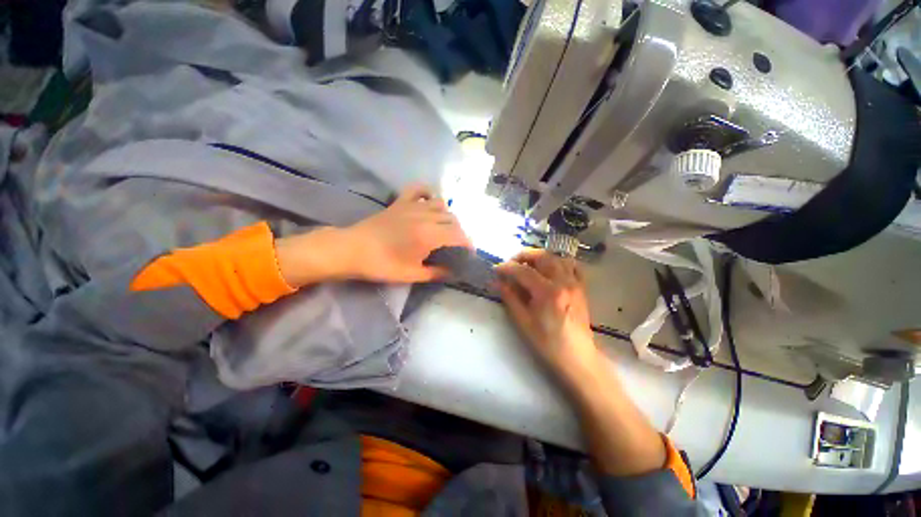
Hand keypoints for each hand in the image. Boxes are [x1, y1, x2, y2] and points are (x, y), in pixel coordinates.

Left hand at [341, 184, 471, 282]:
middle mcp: (426, 216)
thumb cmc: (382, 265)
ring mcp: (412, 206)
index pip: (458, 235)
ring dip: (447, 216)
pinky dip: (428, 194)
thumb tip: (451, 272)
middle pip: (453, 220)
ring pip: (441, 204)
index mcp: (430, 235)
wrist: (352, 250)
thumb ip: (436, 273)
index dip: (468, 244)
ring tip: (444, 228)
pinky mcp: (400, 202)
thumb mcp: (412, 274)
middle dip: (459, 233)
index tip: (469, 254)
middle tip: (456, 246)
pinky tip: (428, 203)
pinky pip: (419, 189)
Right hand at [496, 250, 601, 381]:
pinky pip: (571, 266)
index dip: (507, 267)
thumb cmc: (547, 342)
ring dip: (539, 257)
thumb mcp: (523, 321)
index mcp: (547, 292)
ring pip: (556, 257)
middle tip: (511, 263)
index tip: (496, 269)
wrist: (576, 356)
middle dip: (523, 255)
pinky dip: (558, 262)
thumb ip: (510, 297)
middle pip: (542, 256)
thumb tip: (497, 281)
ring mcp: (574, 283)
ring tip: (527, 265)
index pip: (523, 270)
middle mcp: (563, 282)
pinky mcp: (581, 287)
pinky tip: (549, 270)